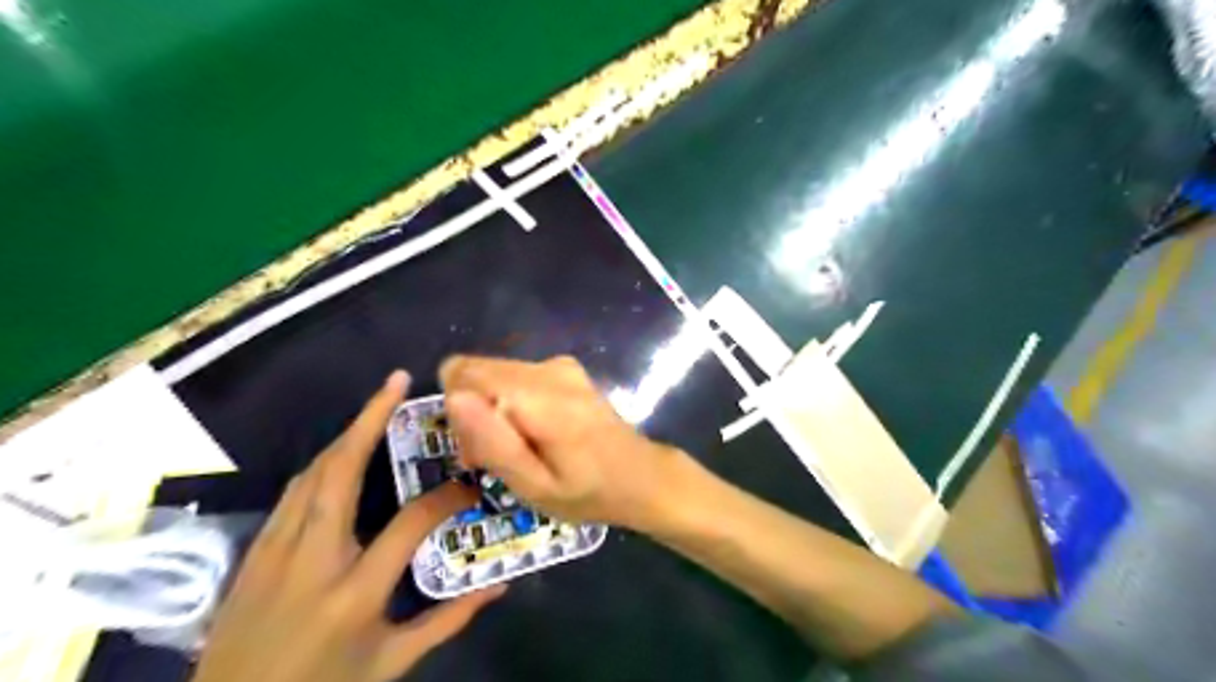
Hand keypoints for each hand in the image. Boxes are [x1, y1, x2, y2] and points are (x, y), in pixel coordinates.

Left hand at [193, 372, 506, 681]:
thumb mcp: (391, 663)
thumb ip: (447, 621)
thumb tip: (497, 586)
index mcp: (354, 592)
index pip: (411, 523)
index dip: (449, 498)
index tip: (472, 485)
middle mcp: (313, 559)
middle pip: (341, 471)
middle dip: (370, 419)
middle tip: (397, 382)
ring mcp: (276, 550)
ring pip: (312, 473)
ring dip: (346, 433)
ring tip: (377, 406)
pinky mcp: (255, 551)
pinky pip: (293, 491)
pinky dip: (323, 462)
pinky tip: (340, 453)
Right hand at [440, 355, 693, 535]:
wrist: (641, 476)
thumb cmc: (588, 492)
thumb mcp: (534, 486)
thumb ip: (493, 442)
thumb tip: (453, 397)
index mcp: (540, 395)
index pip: (462, 373)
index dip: (458, 413)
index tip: (476, 449)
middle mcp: (547, 367)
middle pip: (476, 372)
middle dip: (473, 413)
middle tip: (494, 458)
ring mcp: (558, 364)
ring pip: (493, 374)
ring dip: (491, 411)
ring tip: (517, 451)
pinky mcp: (564, 367)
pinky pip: (514, 377)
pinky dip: (511, 404)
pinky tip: (534, 436)